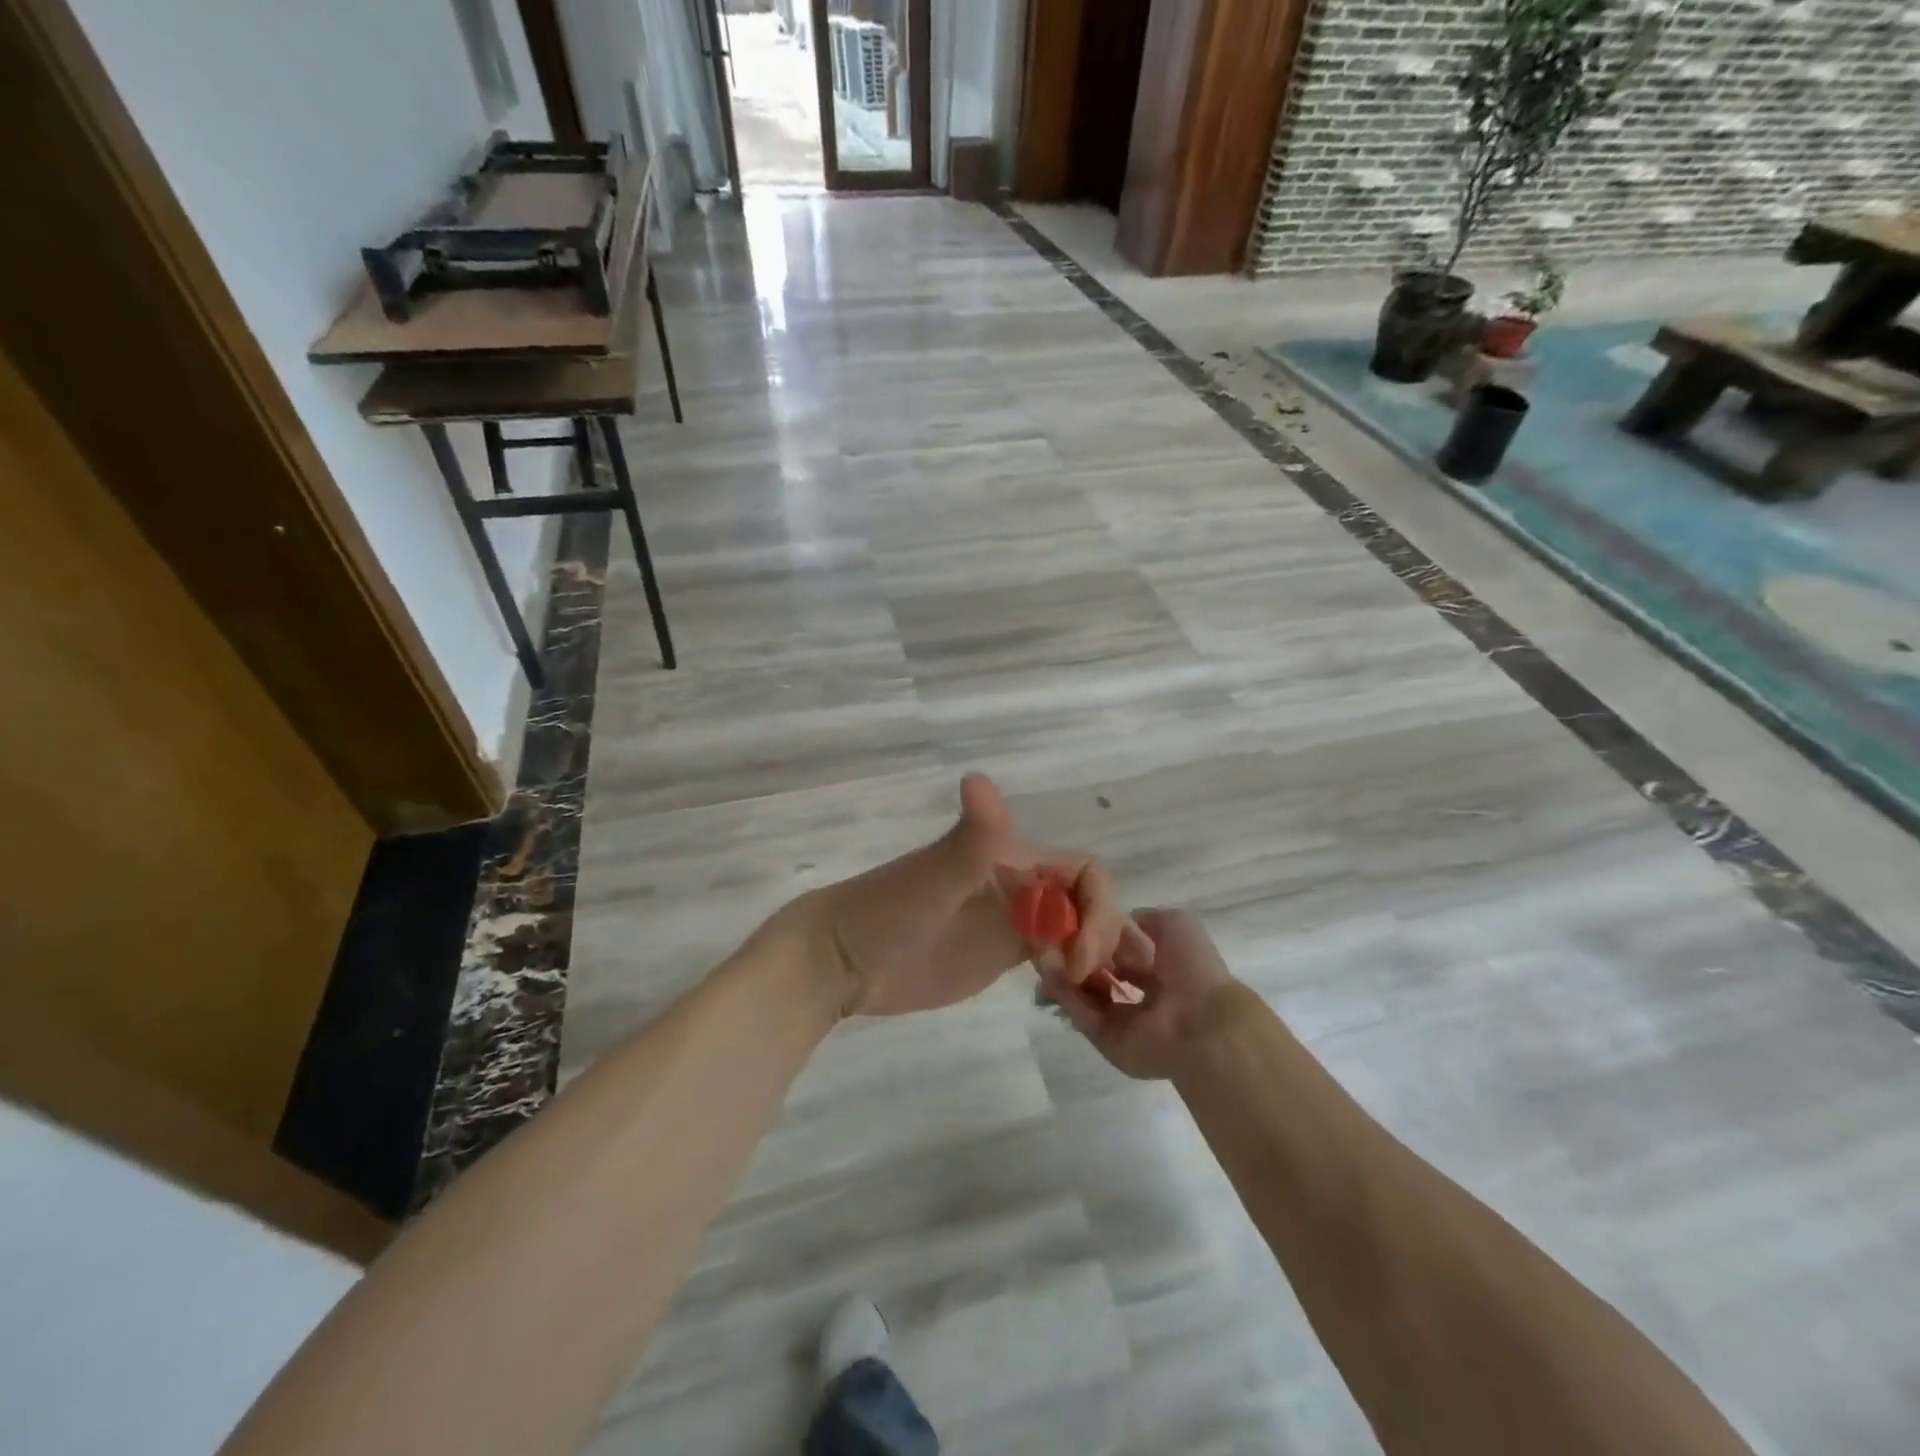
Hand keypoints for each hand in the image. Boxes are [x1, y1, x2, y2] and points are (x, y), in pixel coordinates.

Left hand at [774, 774, 1141, 1017]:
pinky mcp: (1000, 954)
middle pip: (1087, 901)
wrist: (843, 959)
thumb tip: (978, 778)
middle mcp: (1019, 884)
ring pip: (1075, 927)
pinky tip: (1067, 995)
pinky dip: (1072, 969)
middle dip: (1100, 934)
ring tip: (1074, 989)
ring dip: (1091, 952)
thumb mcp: (933, 877)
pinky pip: (1054, 954)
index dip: (1097, 906)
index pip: (1083, 872)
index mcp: (1011, 857)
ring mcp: (1011, 921)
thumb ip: (970, 838)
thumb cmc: (886, 913)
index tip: (1076, 952)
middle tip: (1076, 977)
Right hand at [1044, 908, 1239, 1079]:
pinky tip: (1049, 973)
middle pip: (1097, 975)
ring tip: (1043, 953)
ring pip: (1084, 995)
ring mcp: (1121, 1021)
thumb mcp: (1176, 924)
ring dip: (1063, 975)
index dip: (1095, 938)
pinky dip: (1065, 996)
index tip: (1070, 921)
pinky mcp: (1107, 1042)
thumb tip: (1123, 918)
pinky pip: (1081, 1016)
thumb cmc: (1192, 968)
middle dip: (1073, 957)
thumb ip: (1147, 918)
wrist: (1202, 1021)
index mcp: (1157, 970)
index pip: (1117, 953)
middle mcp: (1138, 995)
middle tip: (1048, 939)